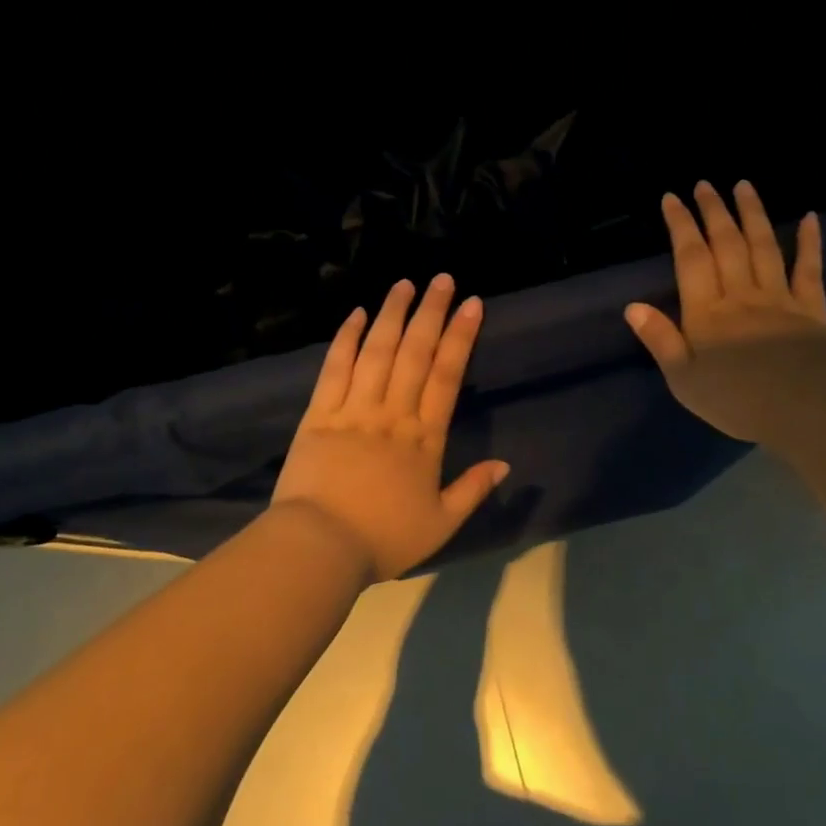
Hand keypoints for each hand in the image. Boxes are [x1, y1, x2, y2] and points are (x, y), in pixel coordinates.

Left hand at [273, 274, 509, 580]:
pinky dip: (346, 339)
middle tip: (442, 279)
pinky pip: (334, 368)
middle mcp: (392, 413)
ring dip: (392, 315)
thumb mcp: (440, 524)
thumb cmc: (383, 539)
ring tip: (404, 284)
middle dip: (431, 312)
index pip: (447, 375)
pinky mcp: (318, 414)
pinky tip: (356, 314)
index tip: (471, 304)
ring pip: (377, 351)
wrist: (319, 547)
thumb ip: (473, 490)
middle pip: (415, 353)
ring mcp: (353, 409)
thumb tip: (506, 464)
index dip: (460, 336)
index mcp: (424, 437)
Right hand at [625, 180, 825, 443]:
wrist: (808, 409)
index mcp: (707, 312)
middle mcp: (741, 295)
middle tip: (705, 184)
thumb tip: (632, 307)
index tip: (672, 198)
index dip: (681, 225)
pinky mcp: (812, 309)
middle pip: (727, 244)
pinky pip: (809, 269)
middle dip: (714, 211)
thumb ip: (660, 340)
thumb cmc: (738, 399)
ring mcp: (779, 298)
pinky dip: (810, 242)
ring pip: (763, 247)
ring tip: (743, 186)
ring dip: (752, 214)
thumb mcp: (684, 380)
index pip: (691, 258)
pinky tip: (810, 218)